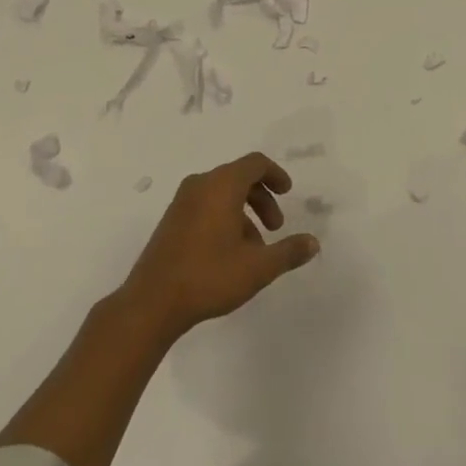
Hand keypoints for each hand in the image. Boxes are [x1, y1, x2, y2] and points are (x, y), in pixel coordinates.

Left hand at [122, 152, 319, 340]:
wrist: (151, 302)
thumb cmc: (208, 277)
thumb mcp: (257, 267)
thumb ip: (288, 252)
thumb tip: (313, 243)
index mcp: (222, 185)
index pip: (255, 163)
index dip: (275, 174)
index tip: (288, 192)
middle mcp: (200, 185)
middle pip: (239, 177)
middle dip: (262, 198)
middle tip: (276, 226)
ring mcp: (181, 202)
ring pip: (221, 193)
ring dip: (244, 211)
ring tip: (254, 247)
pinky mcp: (171, 220)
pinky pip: (205, 205)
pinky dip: (224, 217)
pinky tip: (229, 253)